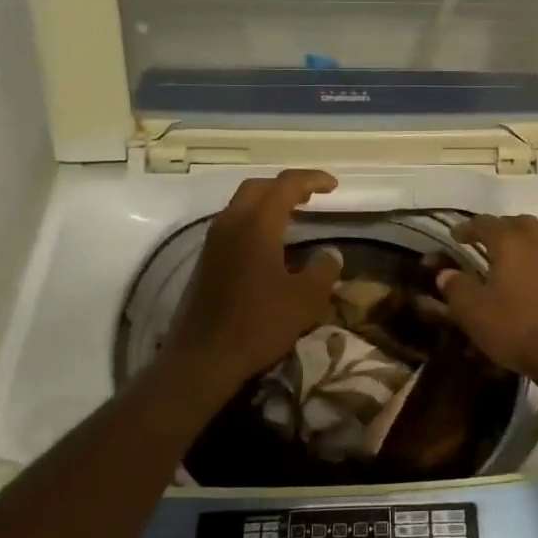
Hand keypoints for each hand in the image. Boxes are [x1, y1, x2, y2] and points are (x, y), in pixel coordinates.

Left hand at [164, 170, 341, 385]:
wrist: (204, 358)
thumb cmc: (259, 323)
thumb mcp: (306, 299)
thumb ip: (324, 269)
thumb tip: (330, 253)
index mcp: (257, 224)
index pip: (286, 185)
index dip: (312, 179)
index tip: (333, 186)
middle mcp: (231, 223)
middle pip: (259, 187)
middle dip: (287, 186)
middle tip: (311, 197)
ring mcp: (214, 241)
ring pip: (242, 205)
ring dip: (268, 203)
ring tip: (293, 216)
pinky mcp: (206, 260)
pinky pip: (233, 224)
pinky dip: (255, 221)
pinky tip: (270, 244)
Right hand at [436, 214, 537, 382]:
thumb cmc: (516, 326)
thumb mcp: (473, 311)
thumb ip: (456, 287)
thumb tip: (447, 274)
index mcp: (510, 243)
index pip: (484, 223)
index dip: (466, 227)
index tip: (453, 236)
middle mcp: (535, 245)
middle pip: (517, 223)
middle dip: (497, 228)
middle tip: (482, 242)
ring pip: (533, 242)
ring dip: (514, 248)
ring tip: (497, 267)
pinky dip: (527, 267)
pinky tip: (517, 289)